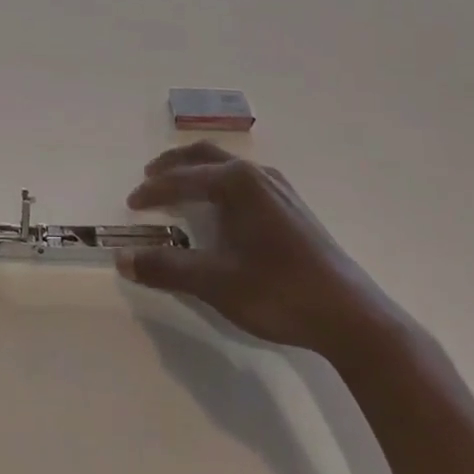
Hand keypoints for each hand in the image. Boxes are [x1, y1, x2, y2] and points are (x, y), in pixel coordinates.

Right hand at [118, 141, 393, 363]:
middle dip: (174, 165)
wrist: (351, 317)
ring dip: (198, 173)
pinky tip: (223, 212)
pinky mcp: (295, 209)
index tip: (131, 205)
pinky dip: (221, 186)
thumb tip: (122, 259)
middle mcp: (258, 176)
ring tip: (180, 191)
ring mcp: (281, 190)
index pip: (181, 178)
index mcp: (237, 183)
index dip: (152, 191)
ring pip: (228, 167)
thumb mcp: (214, 282)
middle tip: (149, 179)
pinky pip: (246, 182)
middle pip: (206, 156)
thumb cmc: (278, 292)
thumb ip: (166, 268)